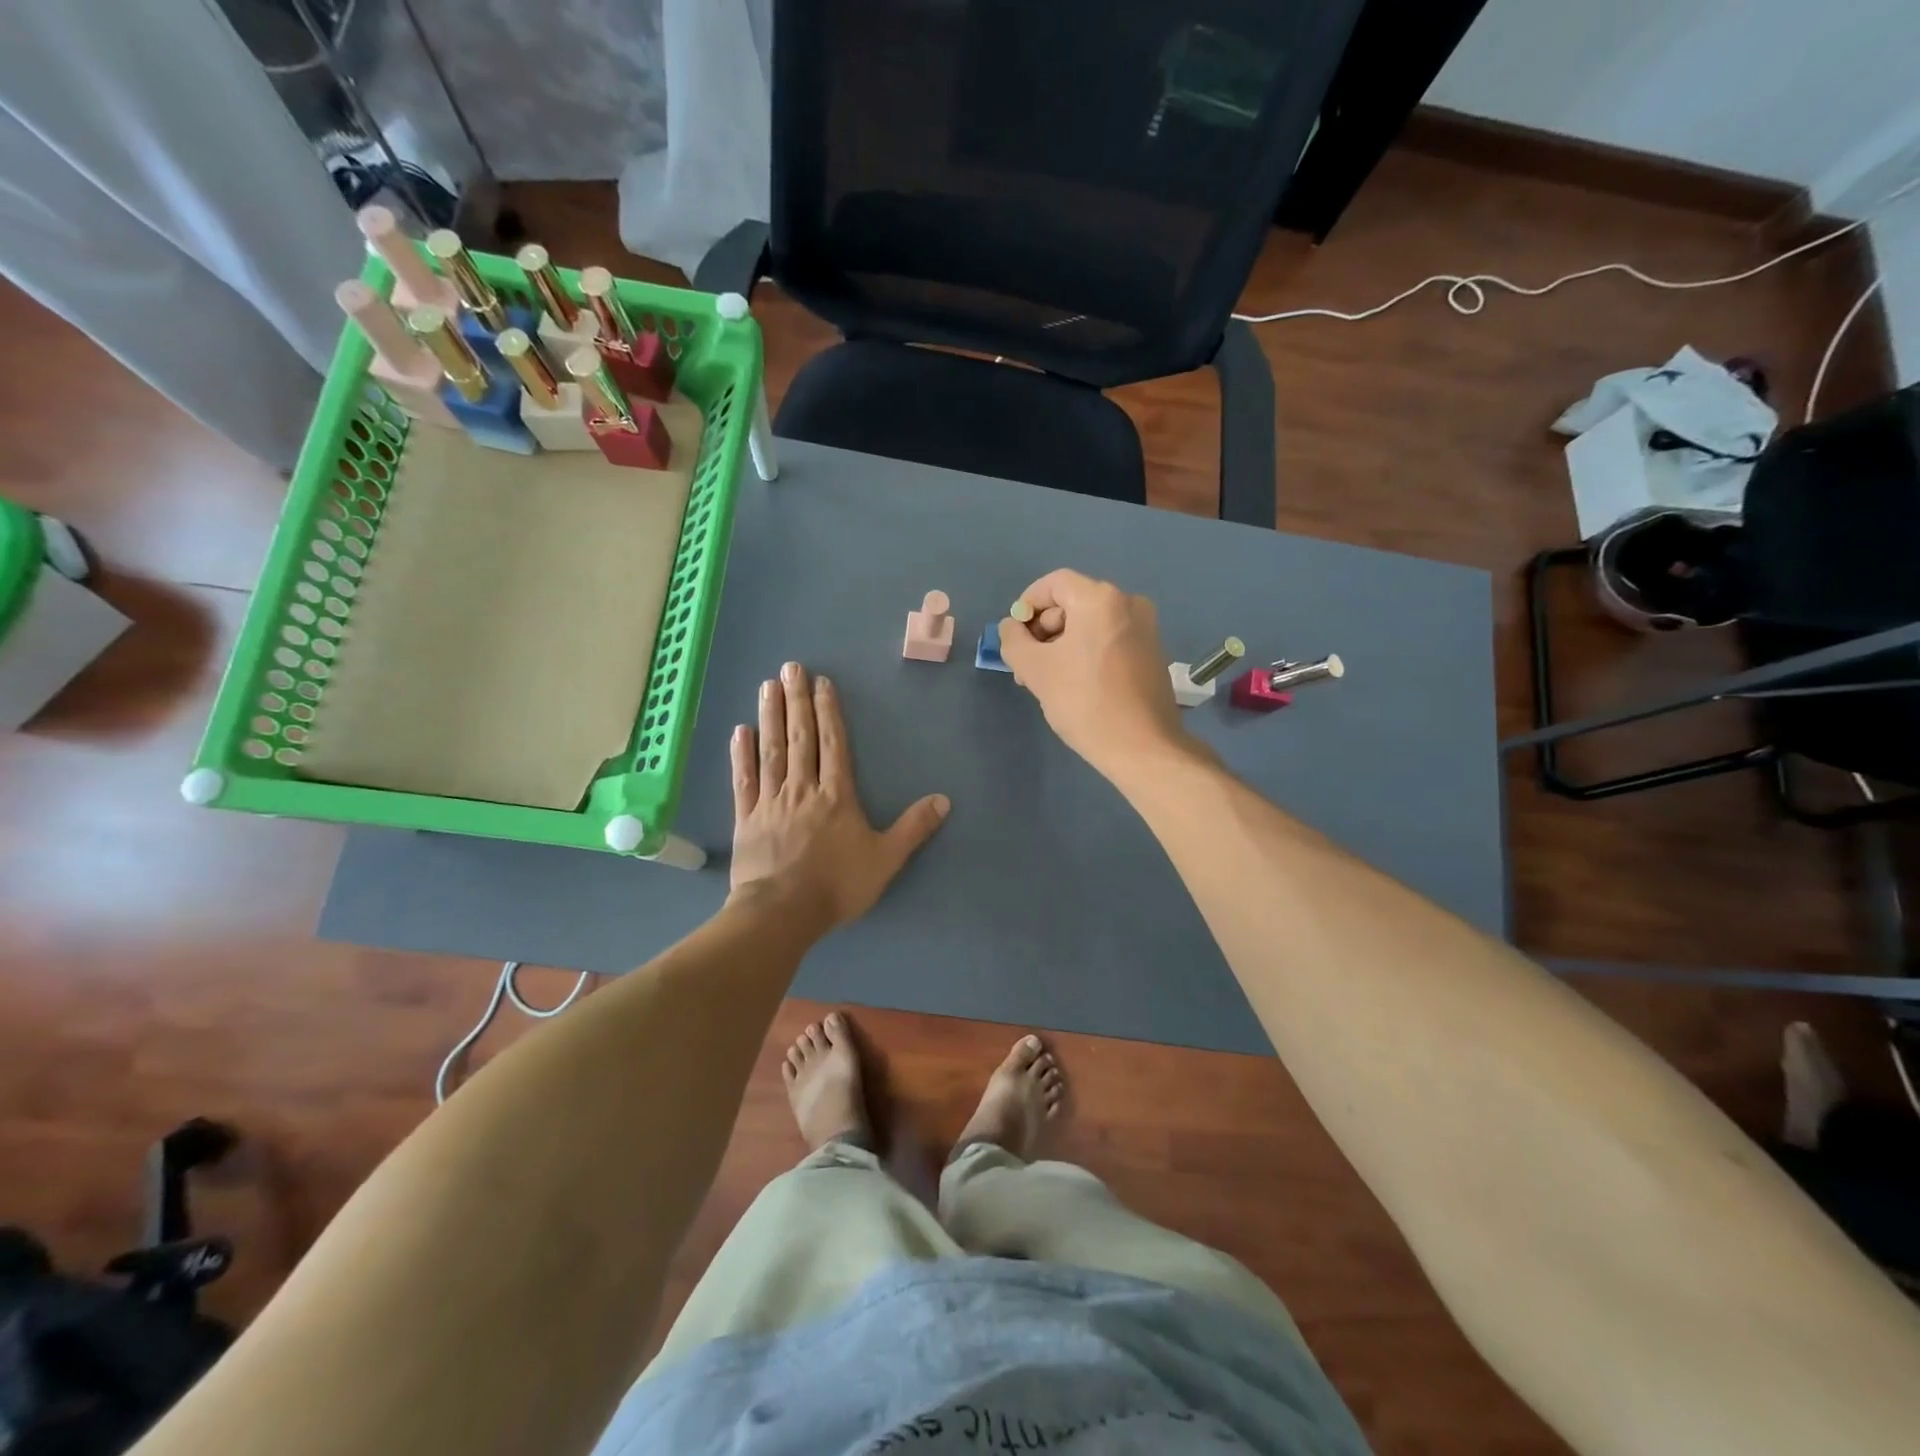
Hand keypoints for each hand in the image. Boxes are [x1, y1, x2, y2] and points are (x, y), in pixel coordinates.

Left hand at [729, 661, 948, 927]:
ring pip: (771, 750)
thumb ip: (913, 828)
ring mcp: (771, 801)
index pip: (833, 744)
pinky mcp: (747, 818)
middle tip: (790, 668)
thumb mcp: (886, 859)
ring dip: (771, 716)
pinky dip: (741, 754)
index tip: (821, 683)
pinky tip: (740, 730)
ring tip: (768, 686)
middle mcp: (802, 788)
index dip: (828, 711)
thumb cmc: (837, 885)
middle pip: (800, 738)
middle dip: (797, 701)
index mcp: (836, 795)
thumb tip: (944, 800)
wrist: (783, 912)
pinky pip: (744, 780)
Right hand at [997, 569, 1194, 781]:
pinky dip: (1085, 654)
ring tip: (1044, 681)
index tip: (1014, 635)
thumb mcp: (1035, 669)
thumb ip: (1014, 640)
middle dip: (1043, 632)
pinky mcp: (1151, 653)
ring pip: (1089, 626)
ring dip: (1061, 647)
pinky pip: (1108, 640)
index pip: (1053, 584)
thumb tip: (1012, 627)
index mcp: (1101, 599)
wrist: (1142, 747)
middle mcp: (1128, 604)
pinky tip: (1073, 685)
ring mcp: (1145, 629)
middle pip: (1072, 604)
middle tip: (1025, 667)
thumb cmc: (1084, 702)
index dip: (1027, 604)